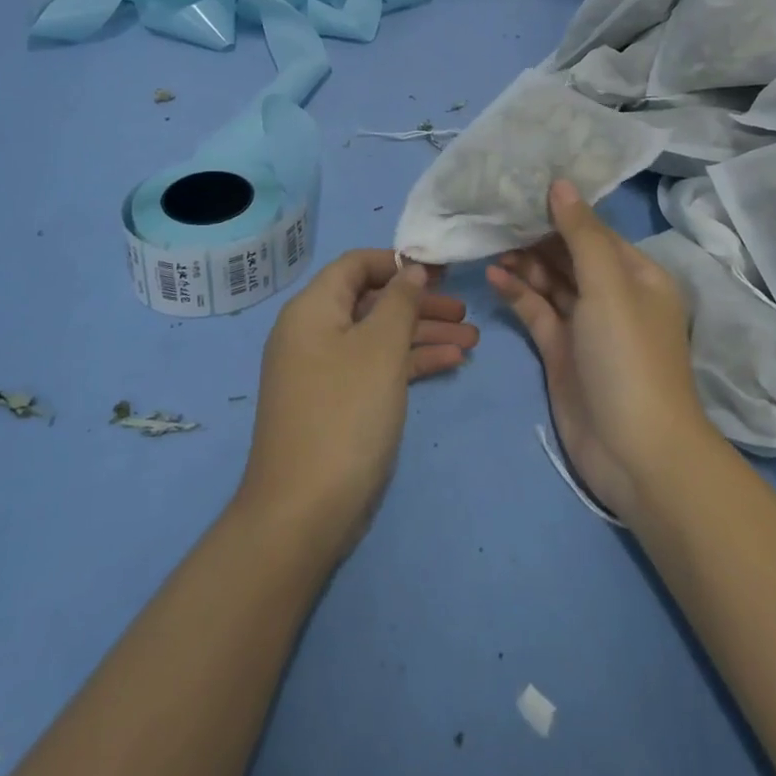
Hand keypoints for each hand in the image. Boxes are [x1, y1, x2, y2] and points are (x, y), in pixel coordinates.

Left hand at [236, 249, 477, 560]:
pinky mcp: (337, 404)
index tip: (441, 271)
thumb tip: (410, 270)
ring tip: (472, 341)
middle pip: (372, 301)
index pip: (356, 265)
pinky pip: (376, 368)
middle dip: (419, 304)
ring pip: (379, 337)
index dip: (398, 262)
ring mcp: (324, 371)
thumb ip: (400, 302)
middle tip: (465, 311)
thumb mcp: (380, 349)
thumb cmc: (345, 414)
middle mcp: (314, 333)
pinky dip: (410, 363)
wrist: (303, 512)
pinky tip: (450, 363)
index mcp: (313, 309)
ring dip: (423, 335)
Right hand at [488, 180, 710, 519]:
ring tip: (490, 243)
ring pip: (551, 282)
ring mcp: (586, 325)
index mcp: (637, 275)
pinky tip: (494, 275)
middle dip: (537, 235)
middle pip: (570, 254)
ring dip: (524, 262)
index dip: (561, 210)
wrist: (636, 452)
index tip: (522, 187)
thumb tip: (561, 183)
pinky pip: (537, 311)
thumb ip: (582, 234)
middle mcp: (613, 295)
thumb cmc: (629, 357)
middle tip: (495, 214)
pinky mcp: (561, 351)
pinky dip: (518, 293)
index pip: (595, 231)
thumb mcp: (609, 287)